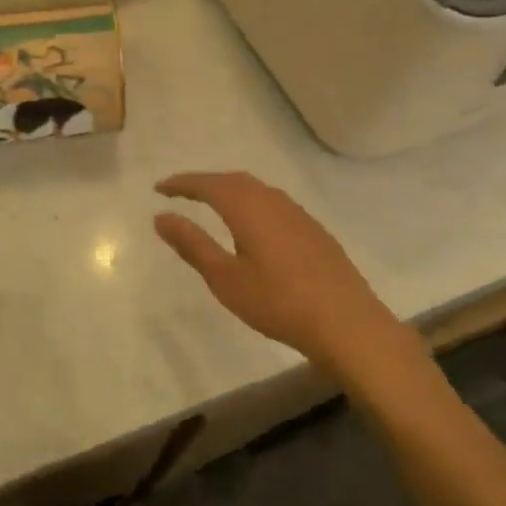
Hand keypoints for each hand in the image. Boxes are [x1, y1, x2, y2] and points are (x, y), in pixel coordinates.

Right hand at [154, 171, 424, 384]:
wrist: (347, 324)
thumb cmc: (278, 302)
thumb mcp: (225, 278)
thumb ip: (192, 244)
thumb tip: (161, 216)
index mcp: (248, 208)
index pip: (208, 184)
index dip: (182, 183)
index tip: (159, 188)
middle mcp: (273, 202)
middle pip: (234, 180)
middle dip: (205, 182)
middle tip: (181, 192)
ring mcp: (298, 215)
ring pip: (257, 190)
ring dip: (230, 190)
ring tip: (211, 203)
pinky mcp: (314, 231)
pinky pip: (273, 203)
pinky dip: (251, 203)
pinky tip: (251, 225)